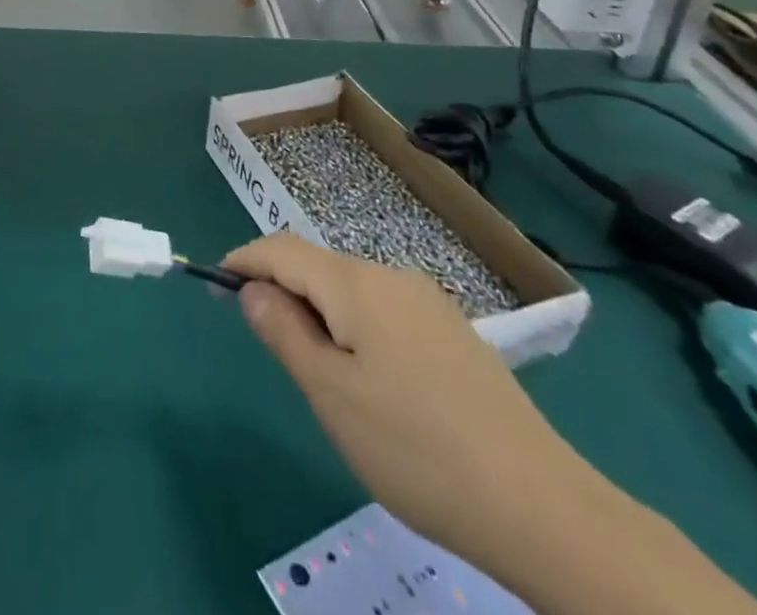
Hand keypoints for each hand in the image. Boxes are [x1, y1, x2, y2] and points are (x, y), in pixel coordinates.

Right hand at [225, 233, 603, 563]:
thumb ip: (283, 331)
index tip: (216, 285)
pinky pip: (384, 311)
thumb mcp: (330, 394)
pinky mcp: (453, 332)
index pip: (282, 249)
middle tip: (268, 343)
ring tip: (319, 374)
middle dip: (283, 290)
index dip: (244, 260)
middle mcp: (392, 276)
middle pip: (318, 266)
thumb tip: (252, 290)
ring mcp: (429, 302)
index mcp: (356, 283)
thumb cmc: (415, 448)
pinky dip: (355, 328)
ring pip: (352, 291)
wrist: (541, 507)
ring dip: (321, 313)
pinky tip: (371, 382)